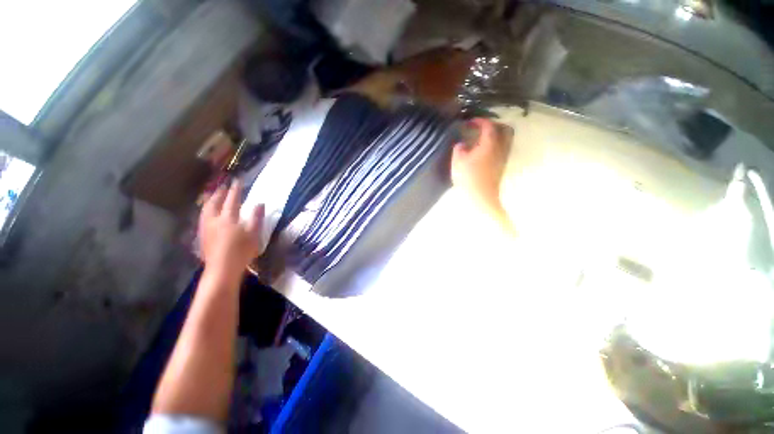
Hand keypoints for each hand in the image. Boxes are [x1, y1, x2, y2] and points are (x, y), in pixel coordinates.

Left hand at [199, 180, 264, 278]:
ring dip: (210, 200)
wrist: (222, 269)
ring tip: (212, 195)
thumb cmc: (241, 251)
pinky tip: (207, 213)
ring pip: (205, 209)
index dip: (236, 190)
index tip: (238, 181)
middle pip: (214, 202)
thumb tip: (260, 203)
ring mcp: (206, 228)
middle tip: (223, 186)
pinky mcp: (202, 236)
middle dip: (219, 193)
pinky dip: (205, 210)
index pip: (233, 200)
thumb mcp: (254, 234)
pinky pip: (202, 217)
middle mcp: (214, 220)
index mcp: (229, 218)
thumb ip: (257, 217)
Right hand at [451, 118, 512, 212]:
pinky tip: (485, 150)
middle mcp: (501, 148)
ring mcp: (504, 157)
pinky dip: (497, 144)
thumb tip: (462, 144)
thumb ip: (459, 149)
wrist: (481, 197)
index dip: (480, 121)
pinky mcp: (502, 165)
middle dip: (495, 125)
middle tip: (482, 128)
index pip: (489, 126)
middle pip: (506, 129)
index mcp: (489, 144)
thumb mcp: (458, 162)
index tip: (470, 122)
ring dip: (497, 134)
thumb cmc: (468, 178)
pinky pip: (504, 148)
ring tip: (483, 138)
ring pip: (507, 139)